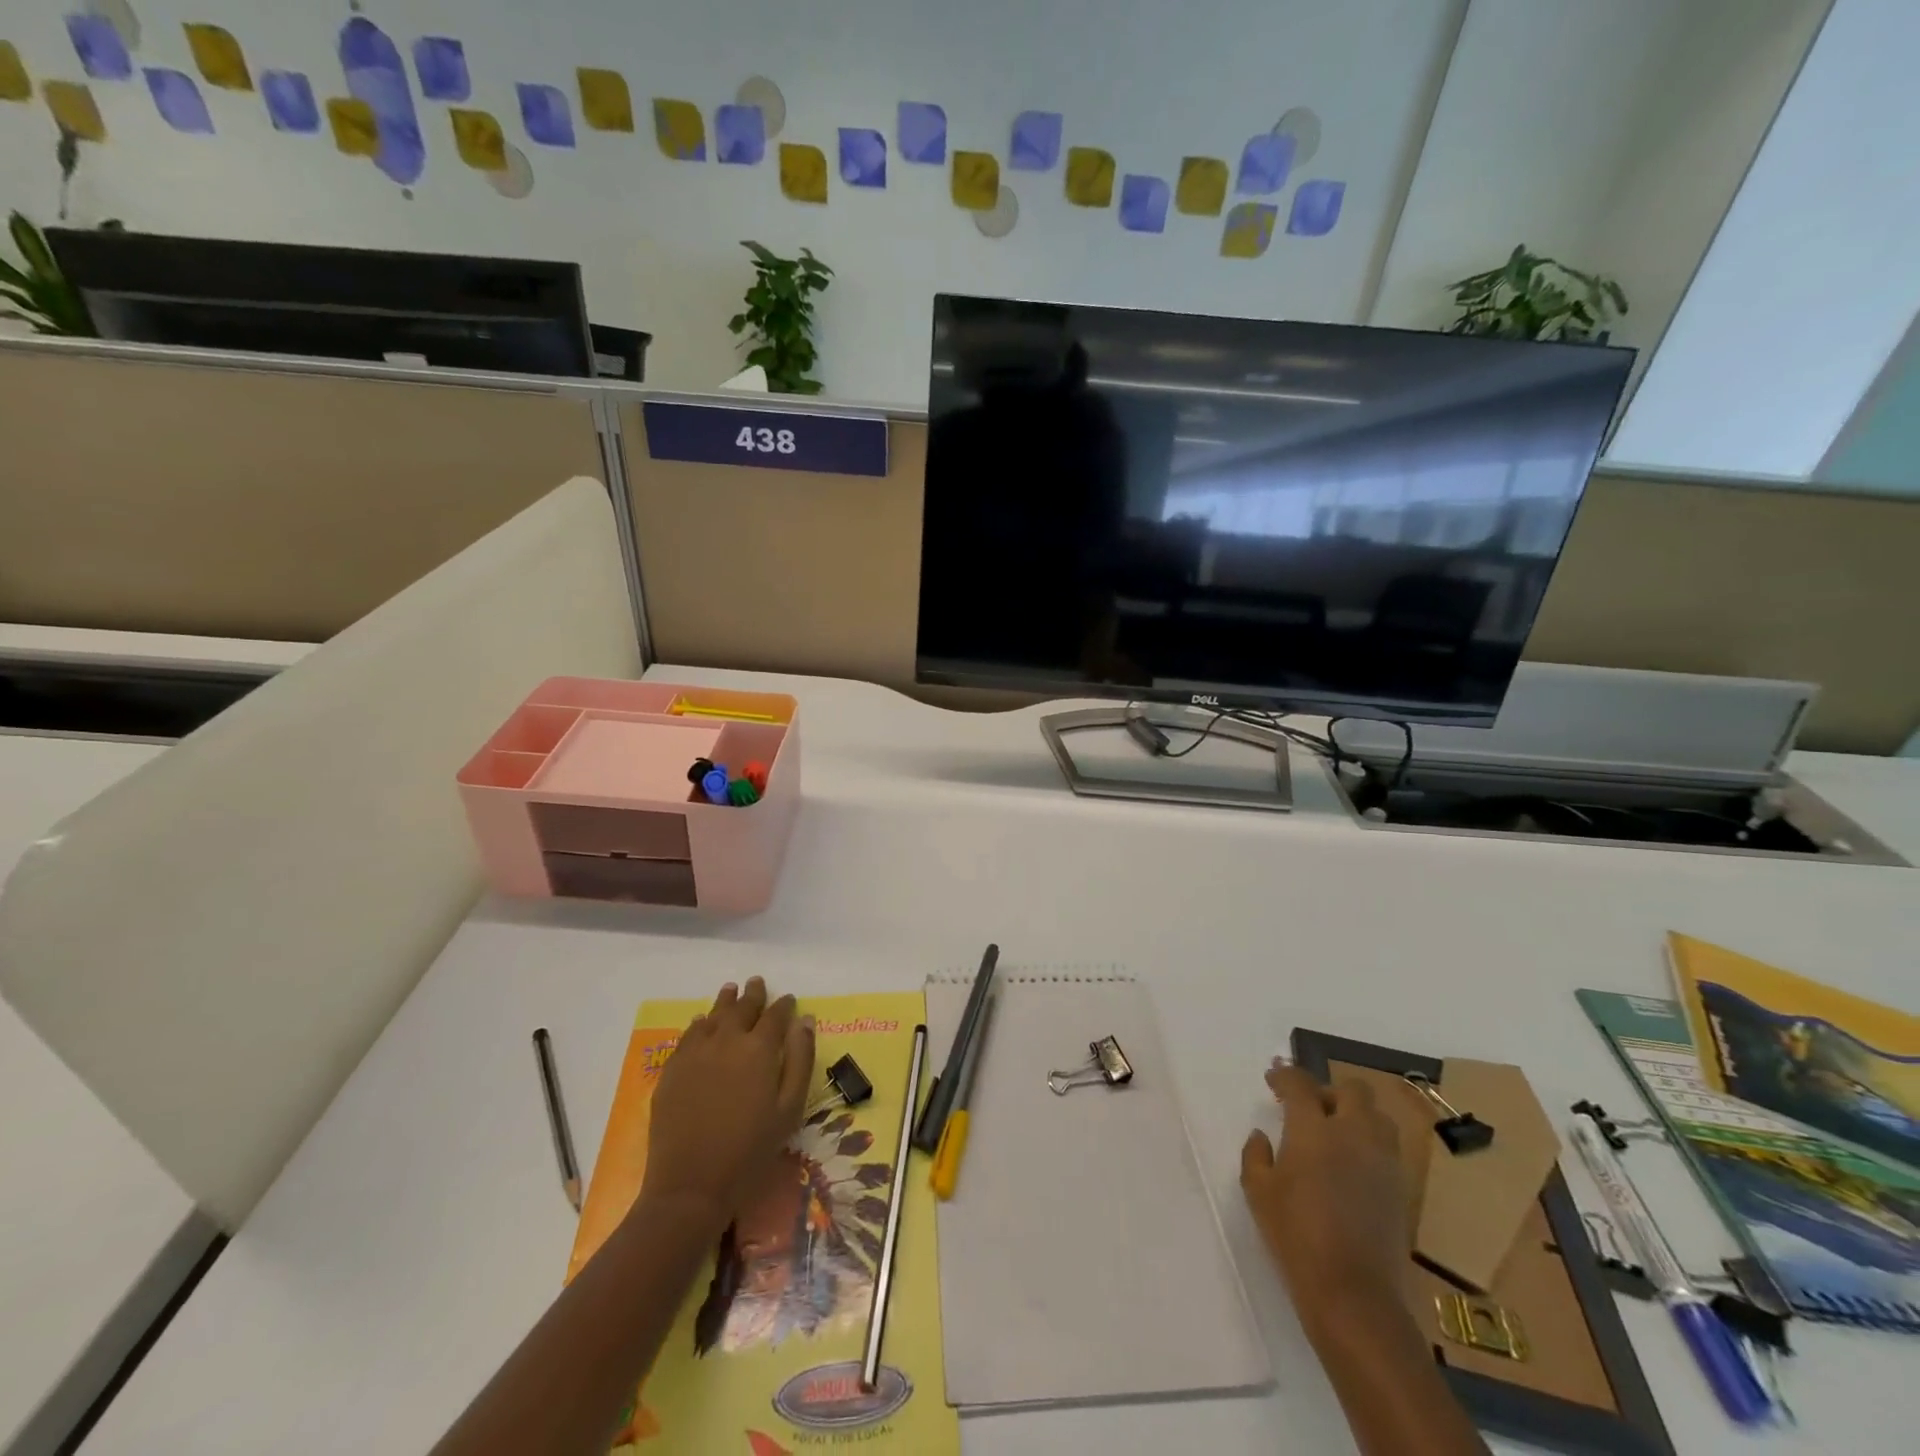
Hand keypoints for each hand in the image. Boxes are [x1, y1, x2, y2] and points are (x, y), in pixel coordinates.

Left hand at [640, 978, 815, 1230]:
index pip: (775, 1015)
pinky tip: (701, 1022)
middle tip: (757, 982)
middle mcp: (727, 1040)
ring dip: (725, 1002)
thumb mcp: (790, 1108)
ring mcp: (696, 1053)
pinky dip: (699, 1024)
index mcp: (759, 1048)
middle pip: (742, 1008)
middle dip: (753, 995)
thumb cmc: (751, 1149)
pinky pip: (688, 1035)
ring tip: (730, 990)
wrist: (691, 1185)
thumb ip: (801, 1059)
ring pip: (713, 1016)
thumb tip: (806, 1021)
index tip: (789, 999)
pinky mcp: (672, 1069)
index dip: (784, 1005)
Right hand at [1241, 1063, 1411, 1333]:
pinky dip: (1369, 1145)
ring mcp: (1383, 1161)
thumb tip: (1262, 1136)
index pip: (1300, 1084)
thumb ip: (1256, 1155)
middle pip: (1352, 1089)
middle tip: (1309, 1108)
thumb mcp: (1258, 1192)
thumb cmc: (1295, 1236)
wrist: (1354, 1293)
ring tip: (1336, 1134)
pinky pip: (1387, 1148)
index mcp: (1313, 1129)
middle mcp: (1353, 1134)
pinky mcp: (1400, 1188)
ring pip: (1378, 1116)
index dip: (1285, 1075)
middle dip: (1329, 1091)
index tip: (1272, 1079)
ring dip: (1356, 1115)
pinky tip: (1352, 1167)